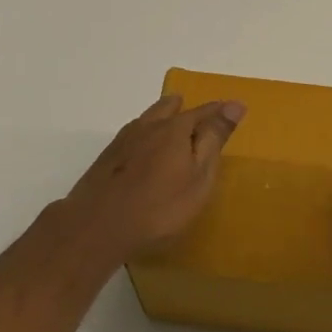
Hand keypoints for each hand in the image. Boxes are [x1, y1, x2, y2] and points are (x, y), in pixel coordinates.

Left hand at [64, 94, 245, 261]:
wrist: (97, 227)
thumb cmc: (159, 206)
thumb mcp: (199, 177)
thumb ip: (214, 139)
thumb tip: (234, 104)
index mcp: (175, 128)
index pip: (204, 111)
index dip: (220, 111)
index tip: (235, 109)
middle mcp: (149, 126)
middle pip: (169, 107)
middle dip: (185, 108)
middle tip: (196, 118)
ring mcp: (124, 140)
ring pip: (148, 118)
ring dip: (162, 119)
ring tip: (170, 131)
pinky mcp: (107, 158)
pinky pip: (132, 135)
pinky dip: (144, 136)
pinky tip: (142, 152)